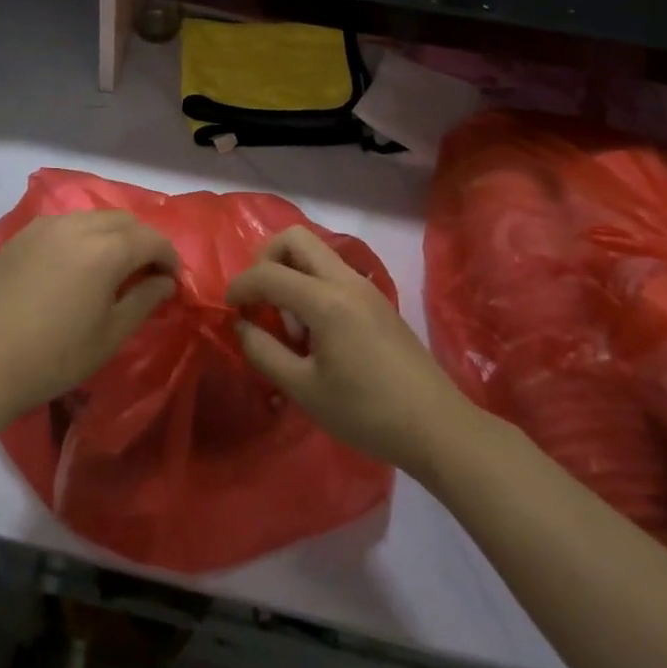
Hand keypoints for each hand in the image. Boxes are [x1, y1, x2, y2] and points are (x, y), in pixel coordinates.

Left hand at [0, 211, 179, 429]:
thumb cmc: (54, 357)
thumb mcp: (110, 335)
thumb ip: (144, 300)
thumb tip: (165, 281)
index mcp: (106, 250)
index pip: (151, 239)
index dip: (169, 256)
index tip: (173, 280)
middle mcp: (77, 226)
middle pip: (124, 220)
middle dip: (143, 241)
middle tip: (147, 272)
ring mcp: (46, 226)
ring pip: (93, 217)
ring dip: (112, 235)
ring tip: (112, 267)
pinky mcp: (22, 234)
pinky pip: (65, 224)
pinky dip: (82, 236)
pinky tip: (76, 264)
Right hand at [227, 227, 471, 475]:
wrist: (437, 428)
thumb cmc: (367, 413)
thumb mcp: (304, 390)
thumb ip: (264, 351)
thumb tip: (242, 324)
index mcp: (326, 300)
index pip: (269, 273)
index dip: (240, 286)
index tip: (229, 308)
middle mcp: (345, 280)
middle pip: (294, 239)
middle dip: (266, 260)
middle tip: (259, 298)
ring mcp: (364, 286)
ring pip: (315, 252)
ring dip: (291, 273)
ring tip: (291, 325)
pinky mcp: (376, 299)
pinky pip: (332, 271)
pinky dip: (311, 284)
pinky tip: (315, 331)